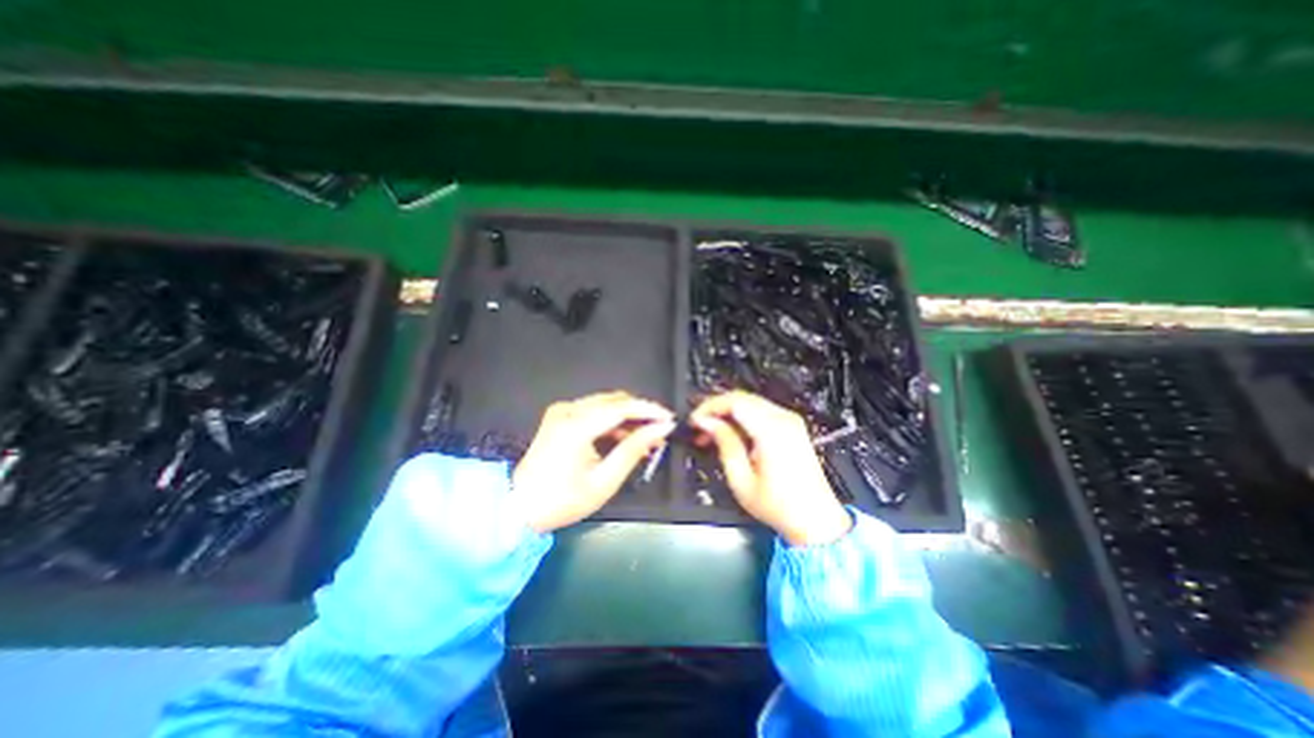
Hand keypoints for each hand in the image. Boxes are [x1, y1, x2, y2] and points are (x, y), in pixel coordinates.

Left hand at [512, 393, 677, 529]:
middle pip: (614, 401)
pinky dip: (611, 420)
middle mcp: (568, 411)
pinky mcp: (559, 416)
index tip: (669, 418)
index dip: (649, 410)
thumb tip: (659, 429)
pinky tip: (623, 437)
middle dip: (640, 413)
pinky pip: (593, 410)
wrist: (518, 507)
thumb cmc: (562, 500)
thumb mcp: (604, 481)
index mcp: (576, 426)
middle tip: (659, 431)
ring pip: (605, 403)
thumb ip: (633, 450)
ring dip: (627, 417)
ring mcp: (561, 411)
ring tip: (645, 438)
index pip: (622, 407)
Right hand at [688, 393, 853, 547]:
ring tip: (711, 434)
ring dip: (728, 414)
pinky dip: (742, 418)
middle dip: (717, 409)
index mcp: (772, 431)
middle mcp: (784, 420)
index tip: (695, 420)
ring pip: (750, 403)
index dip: (710, 407)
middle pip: (742, 398)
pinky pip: (761, 412)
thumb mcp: (741, 479)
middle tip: (699, 427)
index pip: (734, 401)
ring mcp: (790, 422)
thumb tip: (708, 423)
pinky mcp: (792, 427)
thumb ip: (724, 444)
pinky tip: (731, 435)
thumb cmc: (780, 506)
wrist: (816, 520)